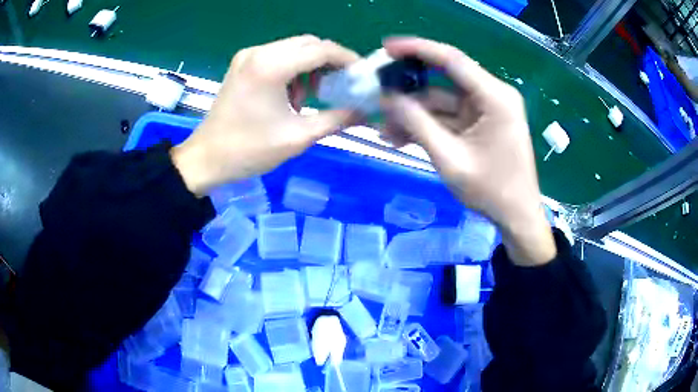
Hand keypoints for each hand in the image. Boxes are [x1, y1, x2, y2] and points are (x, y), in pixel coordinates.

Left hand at [172, 35, 360, 195]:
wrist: (206, 158)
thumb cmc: (249, 150)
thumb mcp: (298, 137)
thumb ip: (337, 119)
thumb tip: (366, 112)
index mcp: (271, 66)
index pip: (321, 49)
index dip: (346, 59)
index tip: (361, 75)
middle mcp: (259, 52)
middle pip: (308, 44)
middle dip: (329, 61)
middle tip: (341, 85)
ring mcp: (248, 56)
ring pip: (293, 48)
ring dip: (310, 66)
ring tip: (311, 96)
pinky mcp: (242, 64)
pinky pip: (277, 56)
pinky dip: (292, 69)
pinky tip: (291, 95)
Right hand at [380, 37, 555, 265]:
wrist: (517, 216)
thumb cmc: (491, 191)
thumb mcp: (450, 158)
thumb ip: (417, 124)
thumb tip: (387, 99)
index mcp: (495, 97)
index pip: (451, 60)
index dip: (417, 49)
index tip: (386, 47)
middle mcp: (492, 95)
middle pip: (444, 78)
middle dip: (409, 87)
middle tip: (378, 91)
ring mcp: (486, 108)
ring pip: (442, 100)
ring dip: (415, 112)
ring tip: (386, 129)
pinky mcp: (480, 122)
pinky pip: (449, 116)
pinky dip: (428, 124)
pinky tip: (403, 137)